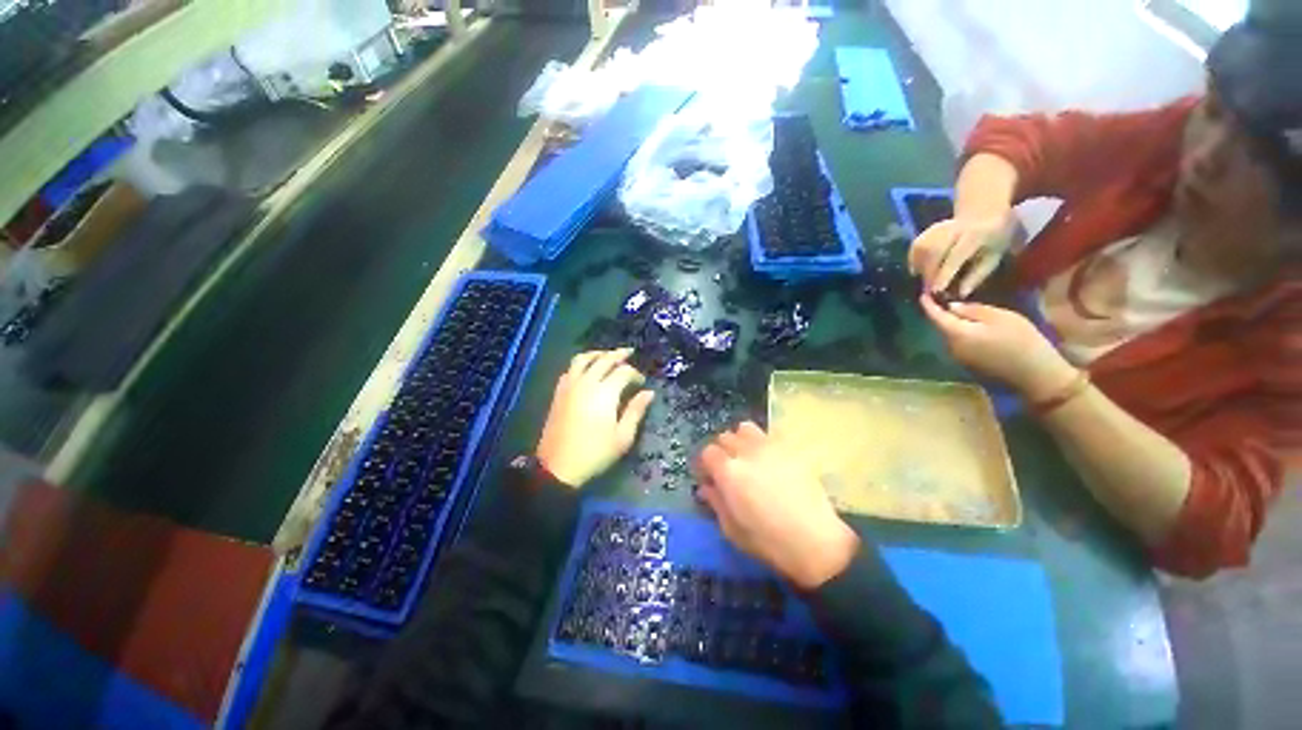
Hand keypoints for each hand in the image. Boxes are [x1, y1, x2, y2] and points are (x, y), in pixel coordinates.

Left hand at [536, 348, 654, 487]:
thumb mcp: (623, 436)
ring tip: (607, 355)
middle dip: (619, 355)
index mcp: (605, 393)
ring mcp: (570, 386)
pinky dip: (581, 364)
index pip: (623, 372)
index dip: (635, 374)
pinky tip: (587, 370)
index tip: (642, 383)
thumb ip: (636, 411)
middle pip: (604, 359)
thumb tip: (648, 393)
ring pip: (583, 359)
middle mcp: (586, 383)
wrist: (558, 467)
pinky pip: (570, 369)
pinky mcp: (559, 393)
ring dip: (597, 354)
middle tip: (629, 353)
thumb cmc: (595, 453)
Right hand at [696, 422, 859, 589]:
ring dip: (741, 440)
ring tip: (747, 458)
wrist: (815, 540)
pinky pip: (768, 435)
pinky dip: (761, 443)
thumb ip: (715, 502)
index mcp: (728, 471)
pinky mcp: (789, 448)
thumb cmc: (768, 541)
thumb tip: (706, 487)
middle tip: (727, 469)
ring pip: (745, 428)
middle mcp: (746, 452)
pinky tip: (768, 461)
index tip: (709, 477)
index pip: (707, 452)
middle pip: (725, 437)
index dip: (705, 464)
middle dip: (721, 451)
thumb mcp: (731, 529)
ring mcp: (769, 446)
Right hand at [907, 210, 1018, 295]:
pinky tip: (919, 269)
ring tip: (926, 280)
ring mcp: (939, 226)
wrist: (984, 211)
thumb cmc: (993, 239)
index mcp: (976, 233)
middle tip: (929, 289)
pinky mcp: (927, 230)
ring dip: (920, 267)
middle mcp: (955, 227)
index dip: (945, 273)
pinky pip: (915, 247)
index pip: (956, 255)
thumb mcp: (994, 257)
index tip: (936, 291)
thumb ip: (977, 276)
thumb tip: (961, 294)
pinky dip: (914, 260)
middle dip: (929, 272)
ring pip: (922, 248)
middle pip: (934, 251)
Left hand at [919, 295, 1078, 400]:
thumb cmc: (1021, 341)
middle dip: (943, 313)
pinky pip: (960, 344)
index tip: (922, 294)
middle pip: (942, 327)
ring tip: (963, 311)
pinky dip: (963, 334)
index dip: (928, 304)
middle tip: (947, 298)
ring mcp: (959, 358)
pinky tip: (975, 328)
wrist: (1037, 376)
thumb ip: (972, 310)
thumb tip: (951, 307)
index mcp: (955, 334)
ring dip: (954, 324)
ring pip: (951, 336)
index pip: (935, 317)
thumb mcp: (999, 317)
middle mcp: (950, 347)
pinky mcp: (969, 365)